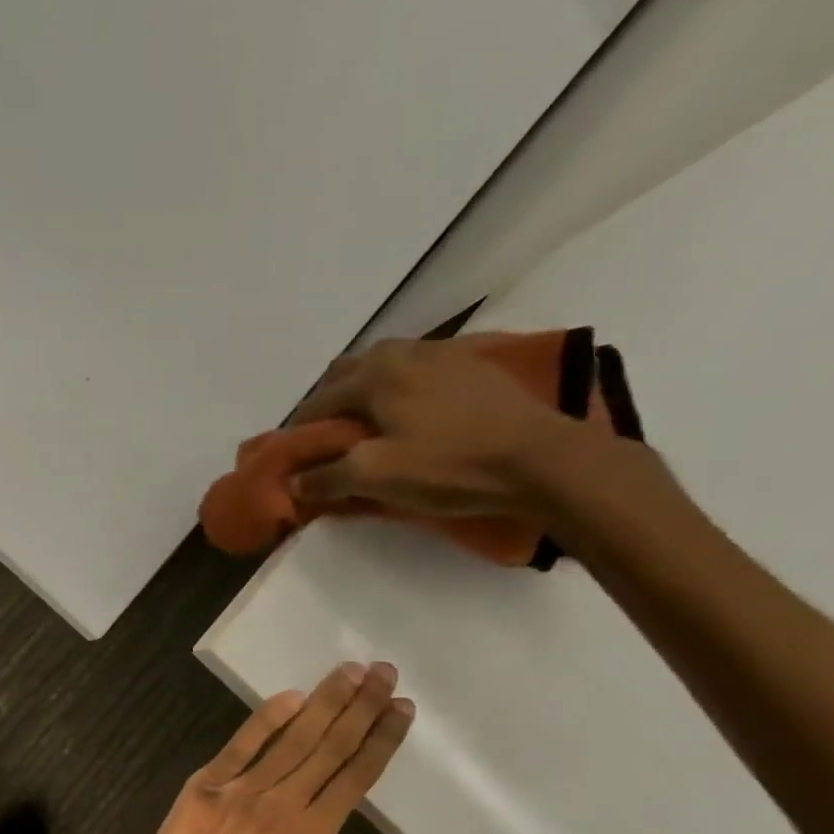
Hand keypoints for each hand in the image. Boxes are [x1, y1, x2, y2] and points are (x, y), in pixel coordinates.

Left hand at [120, 662, 419, 833]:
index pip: (355, 777)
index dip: (381, 740)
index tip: (402, 708)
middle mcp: (280, 803)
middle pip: (329, 747)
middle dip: (361, 707)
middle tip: (385, 671)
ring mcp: (241, 788)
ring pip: (292, 738)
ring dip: (324, 702)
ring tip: (350, 671)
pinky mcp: (207, 782)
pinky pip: (241, 744)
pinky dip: (265, 718)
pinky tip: (291, 695)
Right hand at [287, 338, 591, 515]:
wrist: (538, 459)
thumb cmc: (448, 466)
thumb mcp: (376, 477)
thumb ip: (327, 477)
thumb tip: (294, 481)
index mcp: (375, 375)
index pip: (319, 402)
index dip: (300, 432)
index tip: (295, 459)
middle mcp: (404, 353)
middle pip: (349, 371)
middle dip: (330, 403)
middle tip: (330, 441)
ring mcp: (443, 354)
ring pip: (386, 365)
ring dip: (366, 391)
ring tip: (369, 427)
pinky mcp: (472, 367)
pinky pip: (419, 369)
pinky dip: (401, 388)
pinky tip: (410, 415)